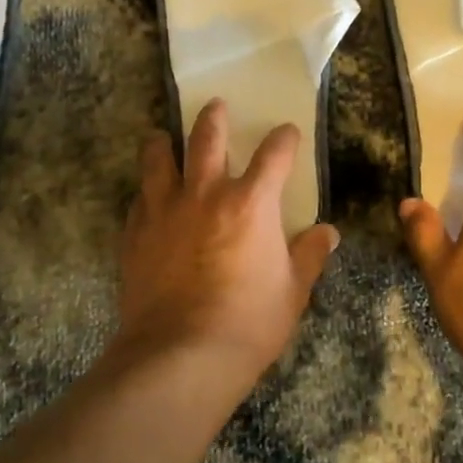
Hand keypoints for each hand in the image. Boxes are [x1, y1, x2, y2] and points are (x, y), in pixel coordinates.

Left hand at [115, 99, 340, 380]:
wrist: (180, 355)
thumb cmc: (248, 322)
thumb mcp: (292, 291)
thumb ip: (309, 255)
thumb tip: (328, 233)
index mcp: (251, 203)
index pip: (274, 155)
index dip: (283, 139)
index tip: (287, 132)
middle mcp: (206, 194)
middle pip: (207, 138)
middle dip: (214, 118)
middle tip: (215, 106)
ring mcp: (165, 210)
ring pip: (159, 159)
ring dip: (163, 143)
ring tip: (161, 137)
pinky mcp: (135, 234)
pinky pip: (138, 199)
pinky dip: (145, 192)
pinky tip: (145, 198)